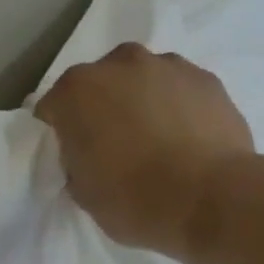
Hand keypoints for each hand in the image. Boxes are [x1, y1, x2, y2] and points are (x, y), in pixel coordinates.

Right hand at [35, 44, 255, 259]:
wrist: (209, 199)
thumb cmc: (133, 199)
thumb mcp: (83, 192)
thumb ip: (77, 162)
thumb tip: (88, 155)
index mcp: (77, 91)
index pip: (53, 107)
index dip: (60, 132)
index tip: (72, 155)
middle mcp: (119, 64)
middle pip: (101, 83)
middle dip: (102, 108)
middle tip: (114, 145)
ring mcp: (168, 66)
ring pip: (143, 81)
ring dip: (142, 101)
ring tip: (156, 141)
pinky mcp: (208, 79)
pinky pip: (180, 91)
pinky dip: (178, 108)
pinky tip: (186, 140)